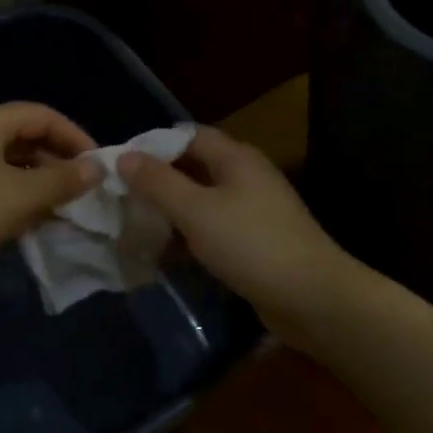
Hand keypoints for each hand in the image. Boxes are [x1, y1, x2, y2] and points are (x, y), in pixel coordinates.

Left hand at [0, 104, 101, 283]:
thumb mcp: (21, 197)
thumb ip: (63, 180)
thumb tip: (97, 168)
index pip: (42, 115)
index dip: (75, 137)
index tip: (98, 167)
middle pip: (24, 137)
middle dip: (57, 163)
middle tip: (83, 192)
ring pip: (7, 165)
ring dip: (37, 184)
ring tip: (62, 210)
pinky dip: (14, 198)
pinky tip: (29, 223)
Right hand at [118, 127, 356, 334]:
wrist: (312, 296)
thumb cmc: (250, 244)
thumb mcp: (196, 211)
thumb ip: (158, 183)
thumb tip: (125, 156)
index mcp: (236, 158)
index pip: (188, 136)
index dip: (154, 146)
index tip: (120, 167)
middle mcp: (248, 176)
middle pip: (196, 168)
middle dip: (160, 182)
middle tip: (123, 200)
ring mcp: (256, 210)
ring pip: (204, 201)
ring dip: (174, 212)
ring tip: (137, 228)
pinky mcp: (258, 241)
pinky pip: (216, 228)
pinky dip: (192, 236)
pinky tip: (169, 254)